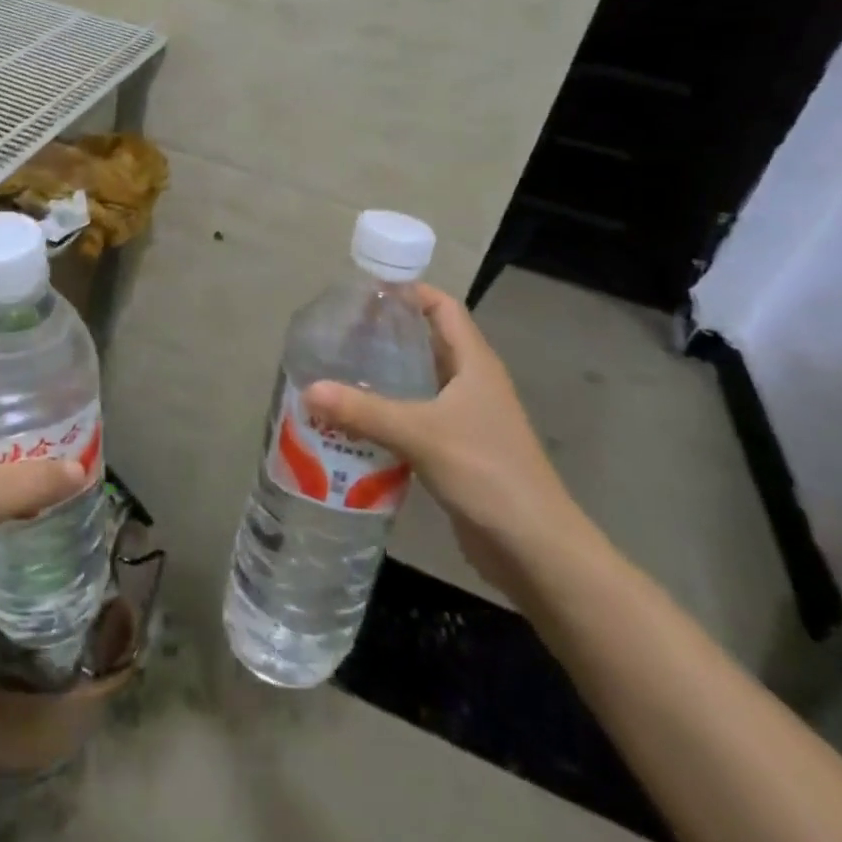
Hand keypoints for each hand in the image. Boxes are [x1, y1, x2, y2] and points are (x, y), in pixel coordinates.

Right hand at [303, 286, 595, 590]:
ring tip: (337, 372)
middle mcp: (472, 383)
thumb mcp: (420, 434)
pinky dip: (388, 414)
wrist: (534, 547)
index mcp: (474, 363)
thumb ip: (363, 411)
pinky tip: (355, 421)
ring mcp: (467, 418)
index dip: (409, 293)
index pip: (442, 307)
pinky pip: (416, 418)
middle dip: (386, 335)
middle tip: (339, 334)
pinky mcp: (457, 450)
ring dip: (384, 377)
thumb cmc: (486, 471)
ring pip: (420, 383)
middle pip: (427, 342)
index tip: (364, 293)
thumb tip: (308, 389)